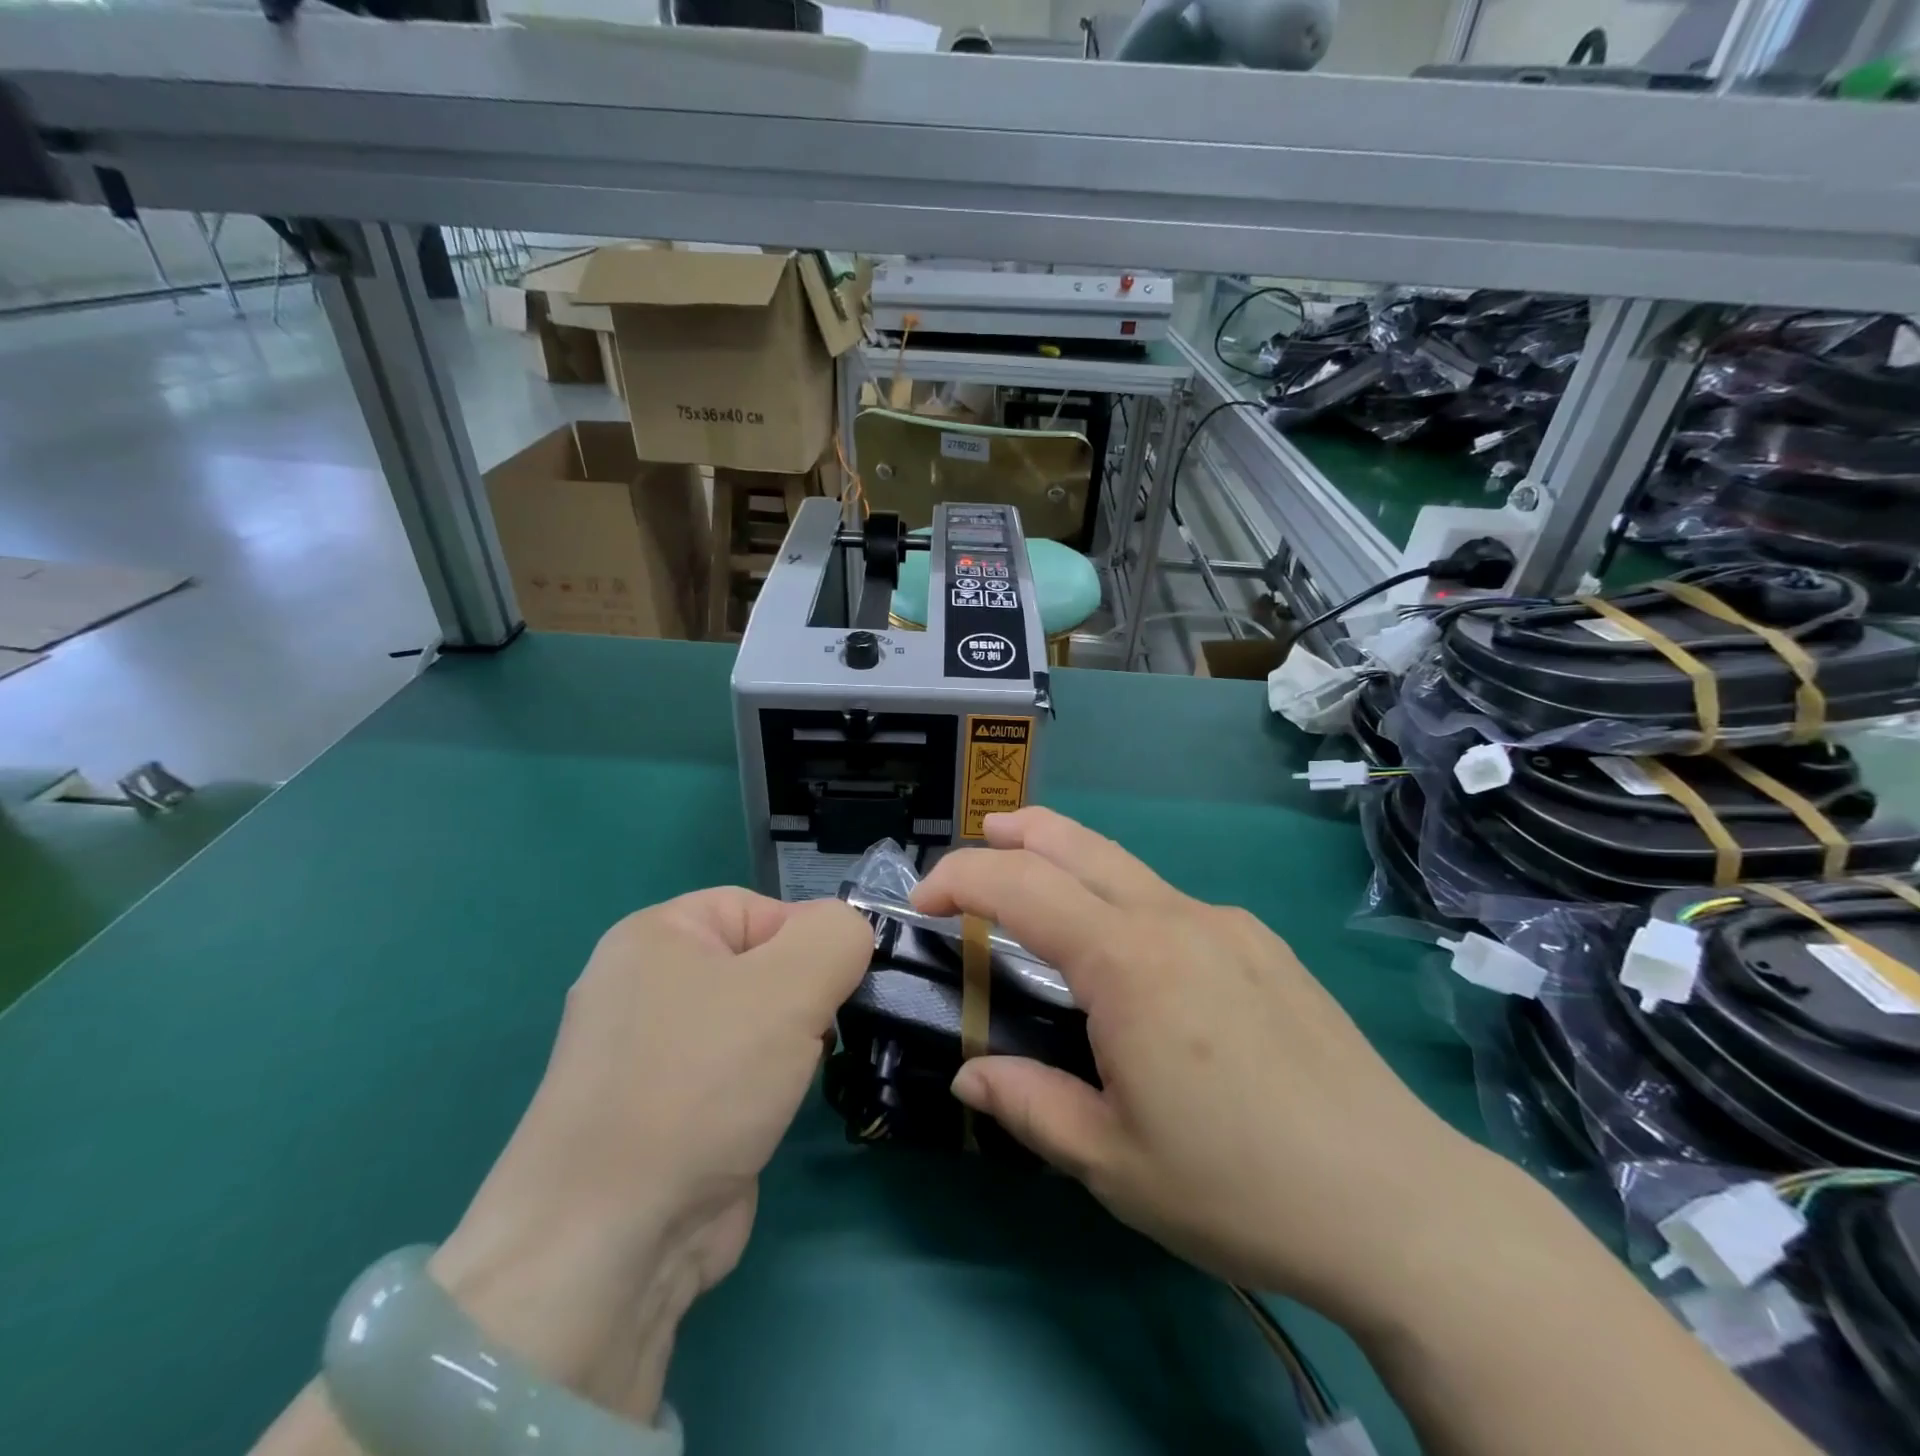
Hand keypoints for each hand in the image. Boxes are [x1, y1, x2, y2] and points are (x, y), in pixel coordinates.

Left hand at [428, 890, 869, 1421]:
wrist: (612, 1241)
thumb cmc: (702, 1081)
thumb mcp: (791, 983)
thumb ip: (839, 935)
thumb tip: (850, 936)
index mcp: (656, 935)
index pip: (761, 910)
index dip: (809, 942)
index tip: (842, 987)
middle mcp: (643, 987)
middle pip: (758, 966)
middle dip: (803, 999)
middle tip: (819, 1036)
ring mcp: (646, 1056)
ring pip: (750, 1025)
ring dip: (788, 1048)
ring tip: (797, 1079)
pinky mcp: (659, 1115)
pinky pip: (731, 1076)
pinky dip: (763, 1090)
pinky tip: (773, 1115)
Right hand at [913, 808, 1493, 1328]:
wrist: (1398, 1202)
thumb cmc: (1237, 1186)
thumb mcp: (1111, 1162)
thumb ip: (1028, 1105)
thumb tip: (970, 1077)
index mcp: (1128, 962)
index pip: (1020, 885)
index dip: (960, 877)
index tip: (923, 902)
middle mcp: (1175, 919)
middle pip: (1079, 843)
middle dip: (1018, 831)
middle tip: (982, 837)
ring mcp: (1227, 925)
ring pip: (1129, 869)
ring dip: (1073, 864)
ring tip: (1042, 887)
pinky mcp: (1263, 945)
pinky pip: (1174, 905)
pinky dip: (1127, 905)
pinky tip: (1137, 966)